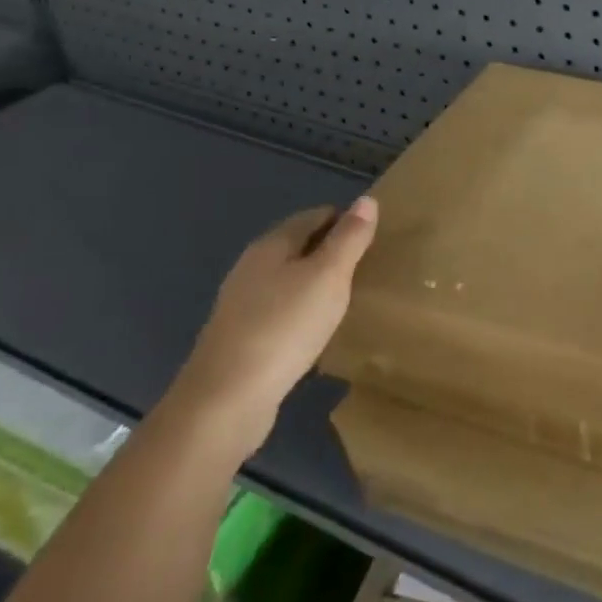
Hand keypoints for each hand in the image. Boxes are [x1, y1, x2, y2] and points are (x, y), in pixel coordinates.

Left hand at [171, 197, 378, 453]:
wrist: (225, 401)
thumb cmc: (284, 327)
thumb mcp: (328, 276)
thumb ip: (349, 238)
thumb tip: (367, 199)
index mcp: (272, 245)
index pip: (316, 215)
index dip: (347, 221)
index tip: (376, 239)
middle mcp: (252, 266)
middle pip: (300, 245)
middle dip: (332, 251)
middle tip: (368, 268)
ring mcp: (242, 303)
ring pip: (289, 279)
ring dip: (317, 282)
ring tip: (349, 298)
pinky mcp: (241, 337)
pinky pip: (280, 310)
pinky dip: (302, 311)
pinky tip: (317, 330)